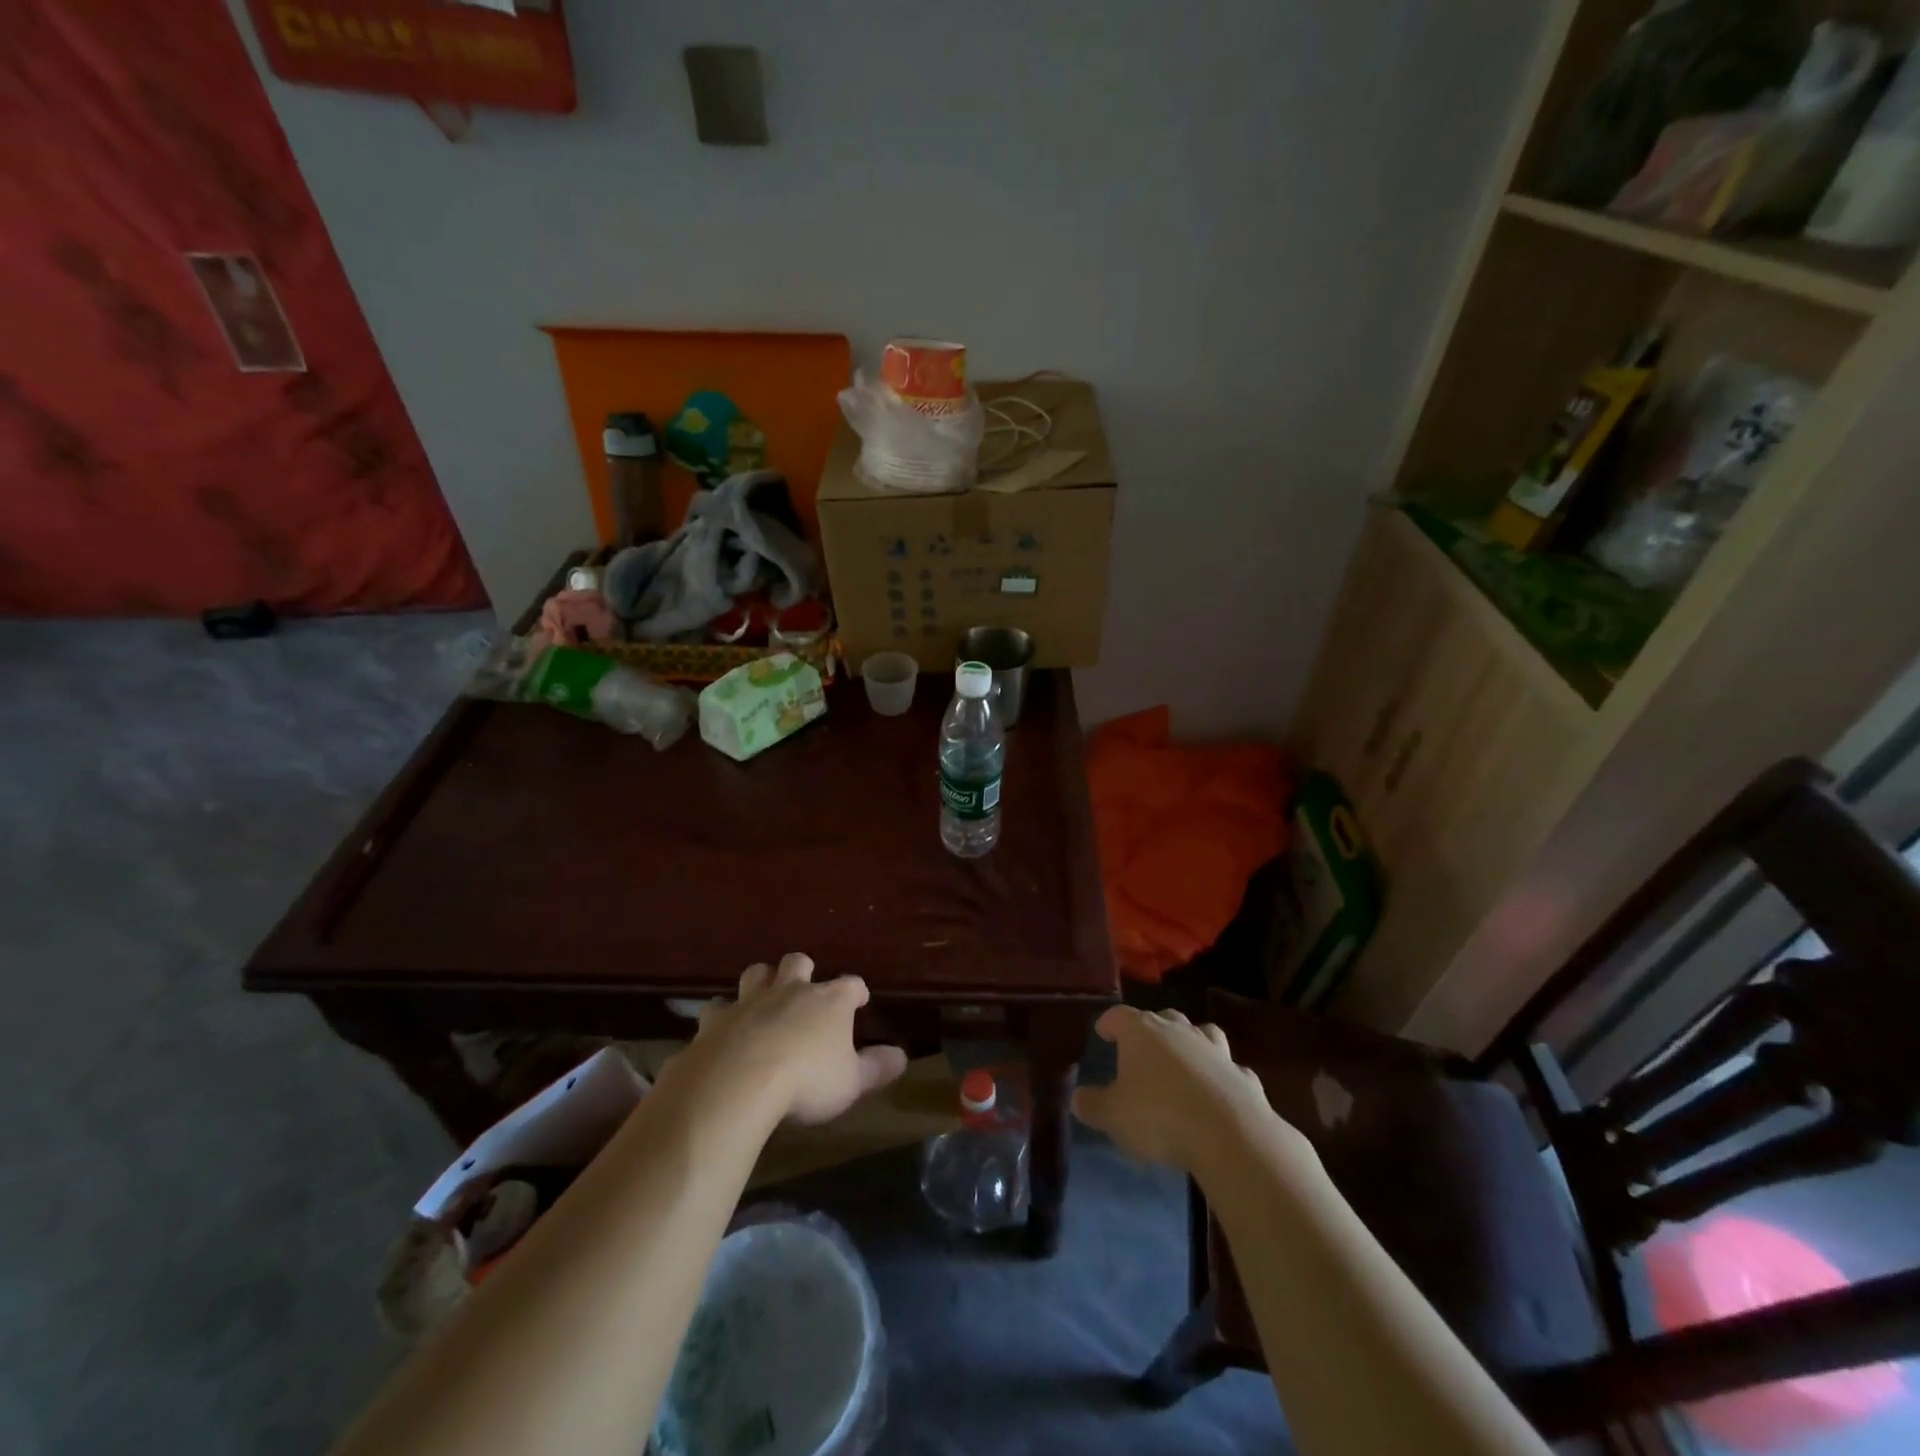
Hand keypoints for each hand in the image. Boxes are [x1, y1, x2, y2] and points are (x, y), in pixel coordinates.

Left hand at [687, 953, 907, 1125]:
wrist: (740, 1081)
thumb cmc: (807, 1080)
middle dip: (802, 969)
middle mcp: (791, 990)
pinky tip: (721, 1027)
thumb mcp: (852, 1082)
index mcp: (829, 1002)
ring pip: (756, 973)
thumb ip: (876, 1068)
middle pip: (798, 962)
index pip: (851, 985)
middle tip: (805, 984)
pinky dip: (722, 1015)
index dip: (857, 991)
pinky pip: (718, 1007)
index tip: (860, 999)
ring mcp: (750, 1000)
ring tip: (763, 995)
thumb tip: (901, 1056)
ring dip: (761, 980)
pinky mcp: (717, 1019)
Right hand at [1072, 1006, 1312, 1178]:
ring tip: (1184, 1059)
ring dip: (1191, 1042)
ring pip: (1201, 1033)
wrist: (1229, 1134)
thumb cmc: (1159, 1116)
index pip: (1119, 1015)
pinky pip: (1229, 1068)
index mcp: (1142, 1032)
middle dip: (1151, 1028)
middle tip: (1142, 1046)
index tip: (1102, 1031)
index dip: (1109, 1022)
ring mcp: (1215, 1050)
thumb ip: (1093, 1105)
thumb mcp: (1113, 1116)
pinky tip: (1217, 1091)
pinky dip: (1221, 1075)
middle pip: (1162, 1018)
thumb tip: (1077, 1098)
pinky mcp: (1242, 1075)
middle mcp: (1179, 1031)